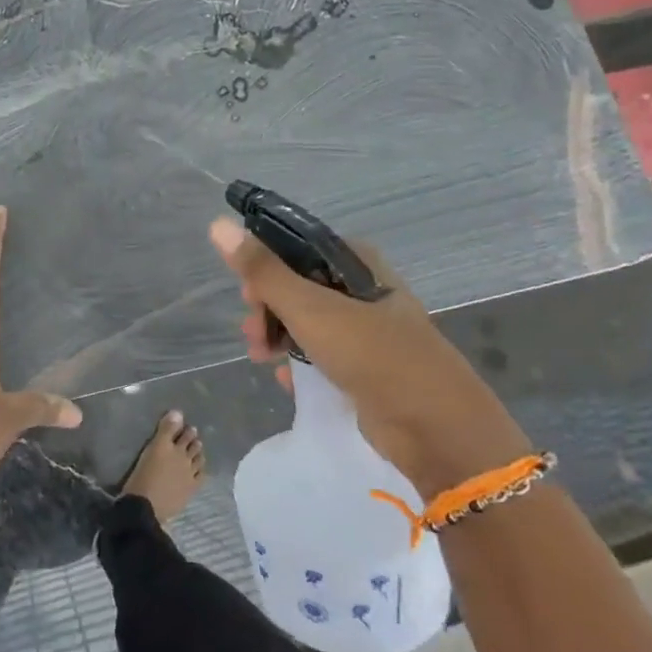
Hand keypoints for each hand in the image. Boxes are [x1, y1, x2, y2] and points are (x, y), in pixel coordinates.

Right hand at [209, 218, 528, 497]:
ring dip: (277, 336)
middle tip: (253, 335)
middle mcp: (362, 289)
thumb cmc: (373, 355)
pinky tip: (285, 378)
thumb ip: (262, 270)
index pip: (296, 248)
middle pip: (297, 285)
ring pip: (305, 321)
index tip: (246, 292)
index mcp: (357, 262)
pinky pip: (320, 353)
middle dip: (266, 308)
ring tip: (262, 358)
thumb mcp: (310, 308)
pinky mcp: (365, 365)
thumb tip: (217, 225)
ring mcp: (365, 328)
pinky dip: (299, 362)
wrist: (435, 427)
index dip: (264, 266)